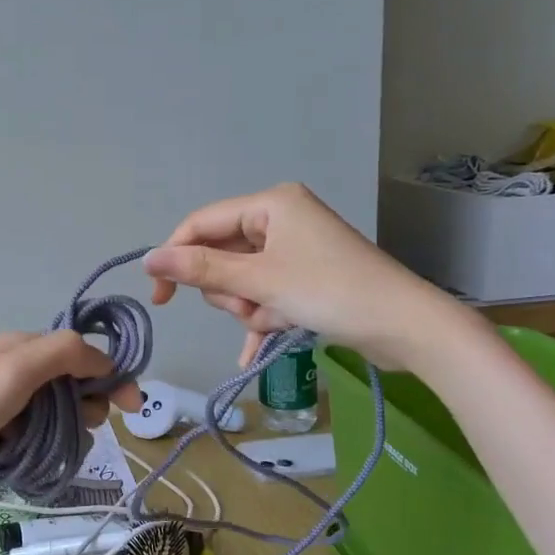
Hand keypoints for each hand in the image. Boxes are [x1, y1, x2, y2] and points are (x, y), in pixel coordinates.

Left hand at [0, 332, 143, 509]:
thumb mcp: (16, 369)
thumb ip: (65, 353)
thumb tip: (107, 361)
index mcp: (20, 348)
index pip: (82, 354)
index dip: (110, 377)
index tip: (132, 410)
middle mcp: (12, 373)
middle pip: (71, 390)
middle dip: (84, 411)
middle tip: (73, 431)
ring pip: (54, 421)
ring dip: (61, 437)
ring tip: (44, 453)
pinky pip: (31, 444)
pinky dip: (38, 453)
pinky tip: (28, 465)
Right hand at [144, 181, 472, 369]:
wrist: (406, 326)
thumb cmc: (330, 291)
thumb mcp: (259, 280)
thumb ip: (201, 269)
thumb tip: (148, 259)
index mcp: (270, 205)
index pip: (202, 224)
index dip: (176, 257)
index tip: (161, 296)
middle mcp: (281, 219)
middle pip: (222, 254)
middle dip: (229, 289)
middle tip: (248, 308)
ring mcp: (295, 249)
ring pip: (242, 279)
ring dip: (249, 306)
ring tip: (274, 320)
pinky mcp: (306, 277)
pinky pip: (266, 293)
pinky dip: (261, 318)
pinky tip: (254, 350)